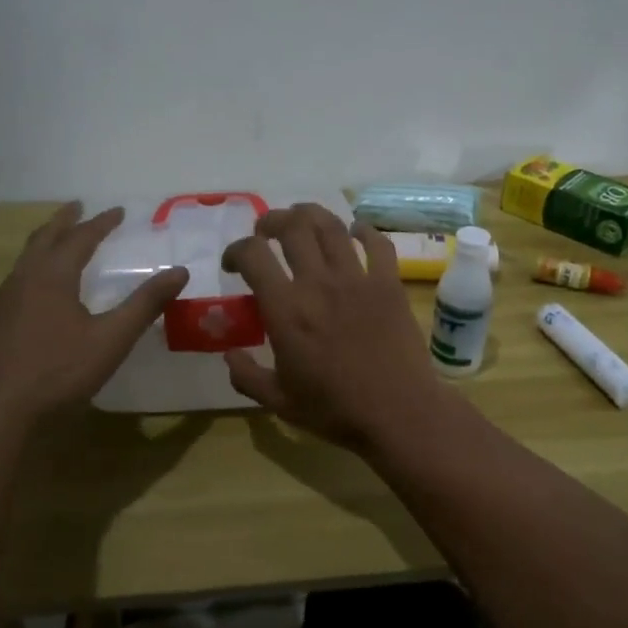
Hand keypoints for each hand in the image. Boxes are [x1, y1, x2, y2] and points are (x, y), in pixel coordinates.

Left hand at [0, 203, 186, 422]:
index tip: (119, 211)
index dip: (101, 223)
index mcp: (52, 277)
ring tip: (58, 243)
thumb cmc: (58, 373)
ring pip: (24, 260)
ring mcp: (1, 302)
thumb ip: (145, 304)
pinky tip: (36, 292)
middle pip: (44, 239)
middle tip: (78, 207)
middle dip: (64, 221)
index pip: (80, 238)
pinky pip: (14, 282)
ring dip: (45, 244)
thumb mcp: (111, 339)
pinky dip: (32, 270)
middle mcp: (22, 280)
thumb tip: (180, 271)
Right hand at [220, 204, 450, 451]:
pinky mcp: (389, 284)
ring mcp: (357, 279)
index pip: (253, 255)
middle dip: (271, 221)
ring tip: (301, 220)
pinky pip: (377, 244)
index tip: (233, 264)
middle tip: (265, 231)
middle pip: (292, 227)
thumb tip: (228, 355)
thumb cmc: (335, 410)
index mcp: (286, 310)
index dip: (236, 250)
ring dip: (311, 215)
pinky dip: (364, 231)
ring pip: (331, 226)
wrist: (398, 413)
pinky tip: (356, 232)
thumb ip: (246, 376)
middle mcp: (318, 283)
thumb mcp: (279, 402)